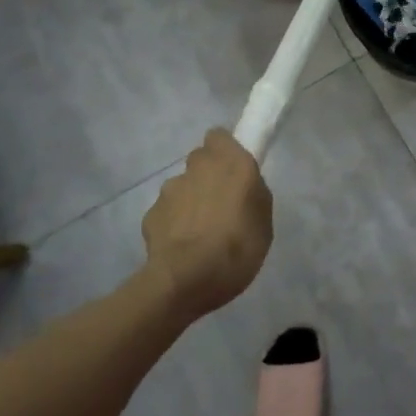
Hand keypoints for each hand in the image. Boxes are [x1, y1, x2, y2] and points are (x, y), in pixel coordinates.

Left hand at [141, 129, 272, 318]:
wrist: (186, 279)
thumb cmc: (237, 245)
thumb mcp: (264, 220)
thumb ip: (254, 193)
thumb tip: (243, 187)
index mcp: (230, 161)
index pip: (219, 136)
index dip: (225, 150)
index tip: (233, 170)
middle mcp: (197, 167)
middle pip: (200, 160)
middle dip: (207, 176)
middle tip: (220, 204)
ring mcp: (170, 190)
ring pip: (182, 187)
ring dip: (189, 201)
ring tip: (199, 233)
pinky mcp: (151, 214)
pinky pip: (166, 213)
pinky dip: (172, 224)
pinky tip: (181, 248)